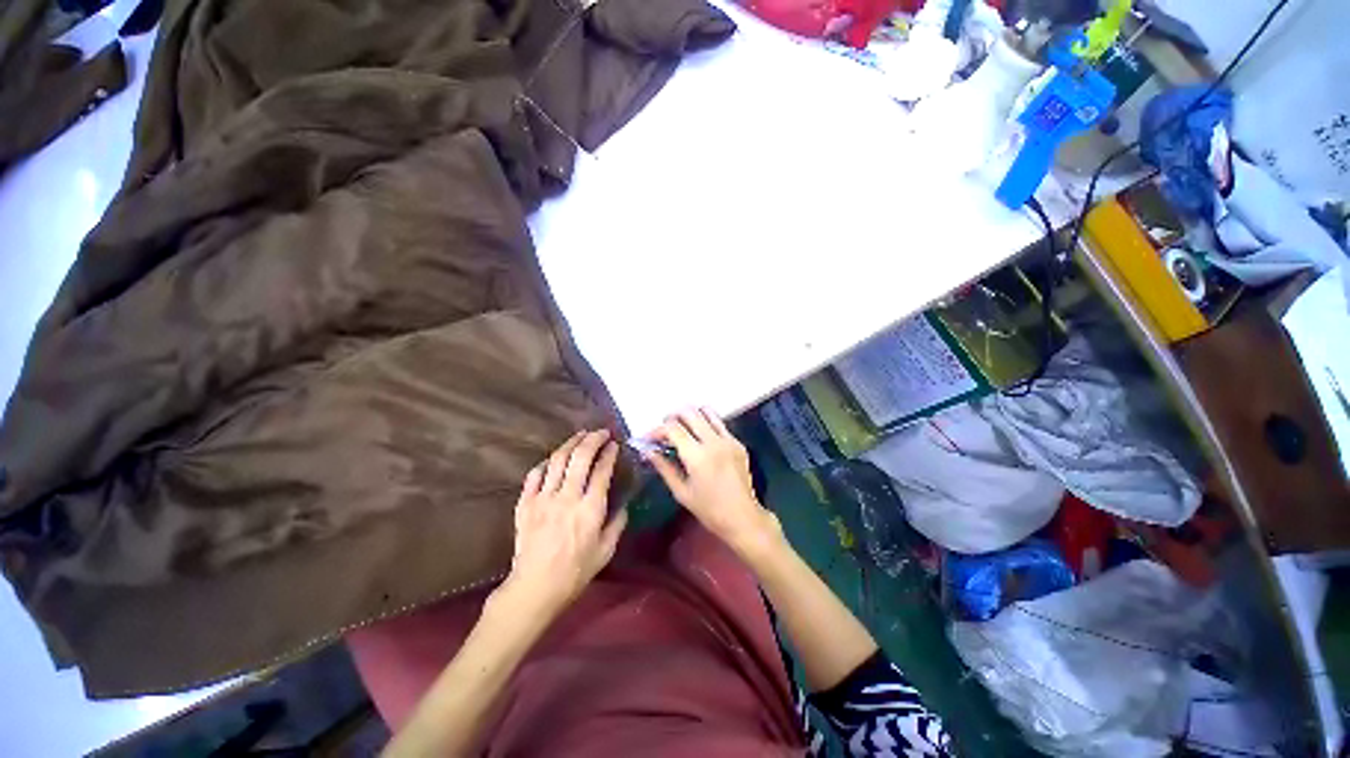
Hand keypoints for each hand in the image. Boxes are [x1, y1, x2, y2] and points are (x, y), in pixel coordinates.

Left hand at [499, 430, 627, 618]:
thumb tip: (624, 504)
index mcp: (590, 509)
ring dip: (571, 443)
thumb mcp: (605, 551)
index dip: (609, 453)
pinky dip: (546, 463)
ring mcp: (543, 498)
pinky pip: (534, 475)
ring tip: (580, 435)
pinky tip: (553, 459)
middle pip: (580, 457)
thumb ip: (617, 524)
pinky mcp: (525, 504)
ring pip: (558, 460)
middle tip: (601, 432)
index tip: (614, 444)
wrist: (534, 588)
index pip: (601, 471)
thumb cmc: (575, 572)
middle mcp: (567, 497)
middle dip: (592, 439)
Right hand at [644, 408, 780, 555]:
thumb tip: (648, 451)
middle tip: (664, 430)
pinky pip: (719, 423)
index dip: (657, 430)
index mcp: (698, 456)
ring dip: (690, 415)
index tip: (648, 438)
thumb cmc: (709, 510)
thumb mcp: (681, 492)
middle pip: (689, 412)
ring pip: (707, 411)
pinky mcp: (737, 442)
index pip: (673, 429)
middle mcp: (714, 442)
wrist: (743, 517)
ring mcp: (728, 439)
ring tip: (681, 427)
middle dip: (672, 417)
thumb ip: (664, 467)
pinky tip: (700, 437)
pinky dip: (706, 423)